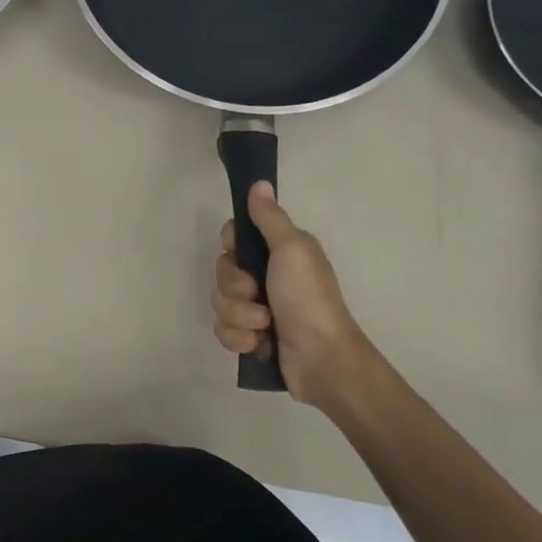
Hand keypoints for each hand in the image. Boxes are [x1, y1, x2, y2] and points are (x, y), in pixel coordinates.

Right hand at [212, 181, 374, 409]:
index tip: (241, 254)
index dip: (231, 248)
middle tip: (257, 295)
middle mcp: (266, 277)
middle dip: (234, 288)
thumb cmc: (308, 298)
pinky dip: (239, 338)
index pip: (233, 239)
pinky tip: (259, 344)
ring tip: (264, 326)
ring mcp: (257, 309)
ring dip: (239, 316)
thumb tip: (259, 183)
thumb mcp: (291, 250)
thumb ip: (269, 218)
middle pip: (221, 272)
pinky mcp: (251, 337)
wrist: (322, 358)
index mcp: (278, 253)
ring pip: (220, 303)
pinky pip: (223, 330)